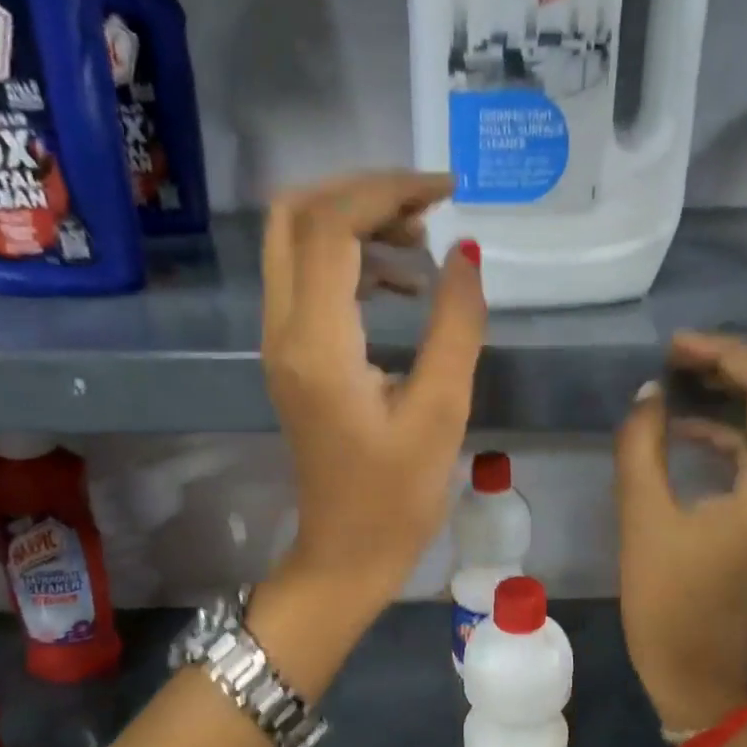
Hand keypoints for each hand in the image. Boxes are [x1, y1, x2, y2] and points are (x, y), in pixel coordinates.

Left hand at [260, 171, 486, 621]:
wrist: (344, 555)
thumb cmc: (396, 500)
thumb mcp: (440, 413)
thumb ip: (455, 325)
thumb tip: (465, 252)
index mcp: (317, 344)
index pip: (331, 226)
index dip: (387, 191)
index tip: (447, 192)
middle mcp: (283, 331)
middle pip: (294, 216)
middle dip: (359, 193)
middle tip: (425, 209)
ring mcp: (280, 344)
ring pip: (296, 244)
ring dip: (354, 224)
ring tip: (422, 242)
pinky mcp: (292, 358)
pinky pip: (308, 281)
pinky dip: (350, 261)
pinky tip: (401, 284)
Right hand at [616, 334, 746, 731]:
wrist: (698, 670)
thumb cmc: (665, 601)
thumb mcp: (642, 517)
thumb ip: (642, 444)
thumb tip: (649, 393)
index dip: (728, 356)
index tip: (676, 348)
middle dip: (745, 369)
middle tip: (687, 362)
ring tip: (691, 384)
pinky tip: (697, 432)